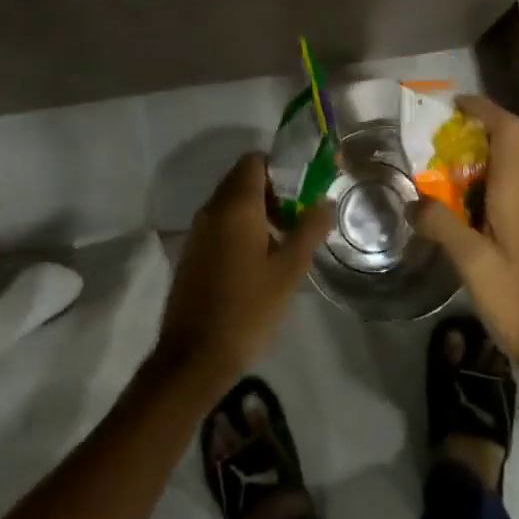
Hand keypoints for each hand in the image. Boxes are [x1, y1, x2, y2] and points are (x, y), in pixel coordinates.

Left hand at [152, 153, 331, 396]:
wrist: (193, 357)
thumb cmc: (247, 309)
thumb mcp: (288, 270)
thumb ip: (309, 230)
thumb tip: (325, 201)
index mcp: (235, 206)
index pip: (254, 161)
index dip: (280, 168)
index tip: (303, 190)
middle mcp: (212, 210)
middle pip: (243, 179)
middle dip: (273, 191)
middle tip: (299, 218)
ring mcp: (198, 232)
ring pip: (231, 203)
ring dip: (258, 211)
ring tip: (284, 241)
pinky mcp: (192, 253)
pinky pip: (220, 224)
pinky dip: (241, 228)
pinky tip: (260, 261)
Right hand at [412, 96, 518, 382]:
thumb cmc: (516, 296)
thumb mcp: (471, 261)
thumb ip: (441, 224)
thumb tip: (413, 201)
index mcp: (516, 190)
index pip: (508, 130)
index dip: (484, 109)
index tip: (452, 105)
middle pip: (513, 141)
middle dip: (481, 125)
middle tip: (444, 132)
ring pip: (511, 162)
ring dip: (482, 151)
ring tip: (442, 159)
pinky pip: (507, 185)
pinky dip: (483, 177)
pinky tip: (457, 198)